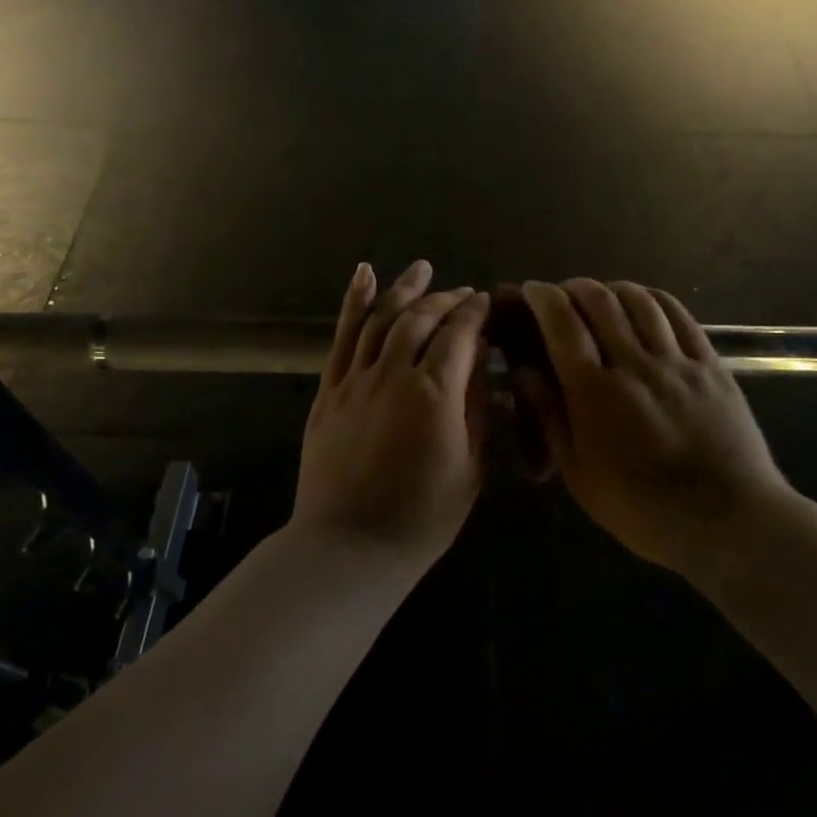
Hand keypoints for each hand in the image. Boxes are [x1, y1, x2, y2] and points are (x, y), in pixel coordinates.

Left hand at [293, 260, 491, 562]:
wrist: (350, 548)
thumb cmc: (422, 518)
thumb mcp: (470, 469)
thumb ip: (476, 411)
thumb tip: (480, 368)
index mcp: (434, 394)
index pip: (460, 336)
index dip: (475, 314)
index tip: (486, 301)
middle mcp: (393, 374)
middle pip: (421, 320)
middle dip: (445, 300)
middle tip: (463, 293)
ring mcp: (355, 380)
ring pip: (381, 319)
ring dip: (404, 290)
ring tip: (421, 269)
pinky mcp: (329, 391)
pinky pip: (342, 338)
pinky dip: (353, 303)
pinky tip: (364, 275)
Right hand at [518, 279, 788, 572]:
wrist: (727, 520)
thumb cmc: (642, 509)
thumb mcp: (579, 474)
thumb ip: (549, 417)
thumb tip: (524, 372)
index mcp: (594, 393)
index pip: (562, 324)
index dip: (542, 298)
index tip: (531, 290)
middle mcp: (634, 364)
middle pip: (599, 301)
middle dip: (573, 288)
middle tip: (562, 296)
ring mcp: (677, 362)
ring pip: (640, 300)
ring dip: (612, 288)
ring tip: (600, 296)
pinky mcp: (710, 365)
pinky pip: (679, 316)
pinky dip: (654, 298)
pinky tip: (645, 302)